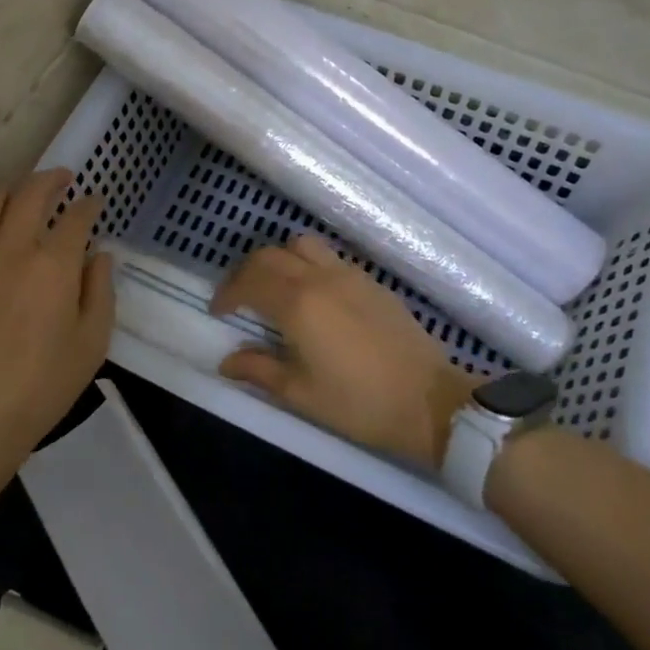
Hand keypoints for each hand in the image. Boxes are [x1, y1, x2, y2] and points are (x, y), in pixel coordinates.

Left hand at [0, 169, 113, 496]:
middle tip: (62, 179)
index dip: (90, 205)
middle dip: (51, 179)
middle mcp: (12, 248)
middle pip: (30, 194)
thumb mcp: (92, 343)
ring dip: (10, 191)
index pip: (76, 217)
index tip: (95, 202)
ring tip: (20, 193)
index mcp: (54, 263)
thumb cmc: (43, 386)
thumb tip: (99, 254)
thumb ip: (100, 291)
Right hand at [212, 235, 477, 468]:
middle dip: (246, 273)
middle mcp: (320, 278)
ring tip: (275, 289)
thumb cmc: (360, 404)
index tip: (218, 312)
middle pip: (270, 255)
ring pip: (301, 245)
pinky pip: (329, 257)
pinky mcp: (371, 281)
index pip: (249, 281)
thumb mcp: (301, 394)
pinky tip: (313, 297)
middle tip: (239, 300)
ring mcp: (349, 275)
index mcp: (298, 304)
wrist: (430, 402)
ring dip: (279, 260)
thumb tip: (226, 361)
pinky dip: (308, 265)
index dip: (227, 293)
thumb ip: (259, 370)